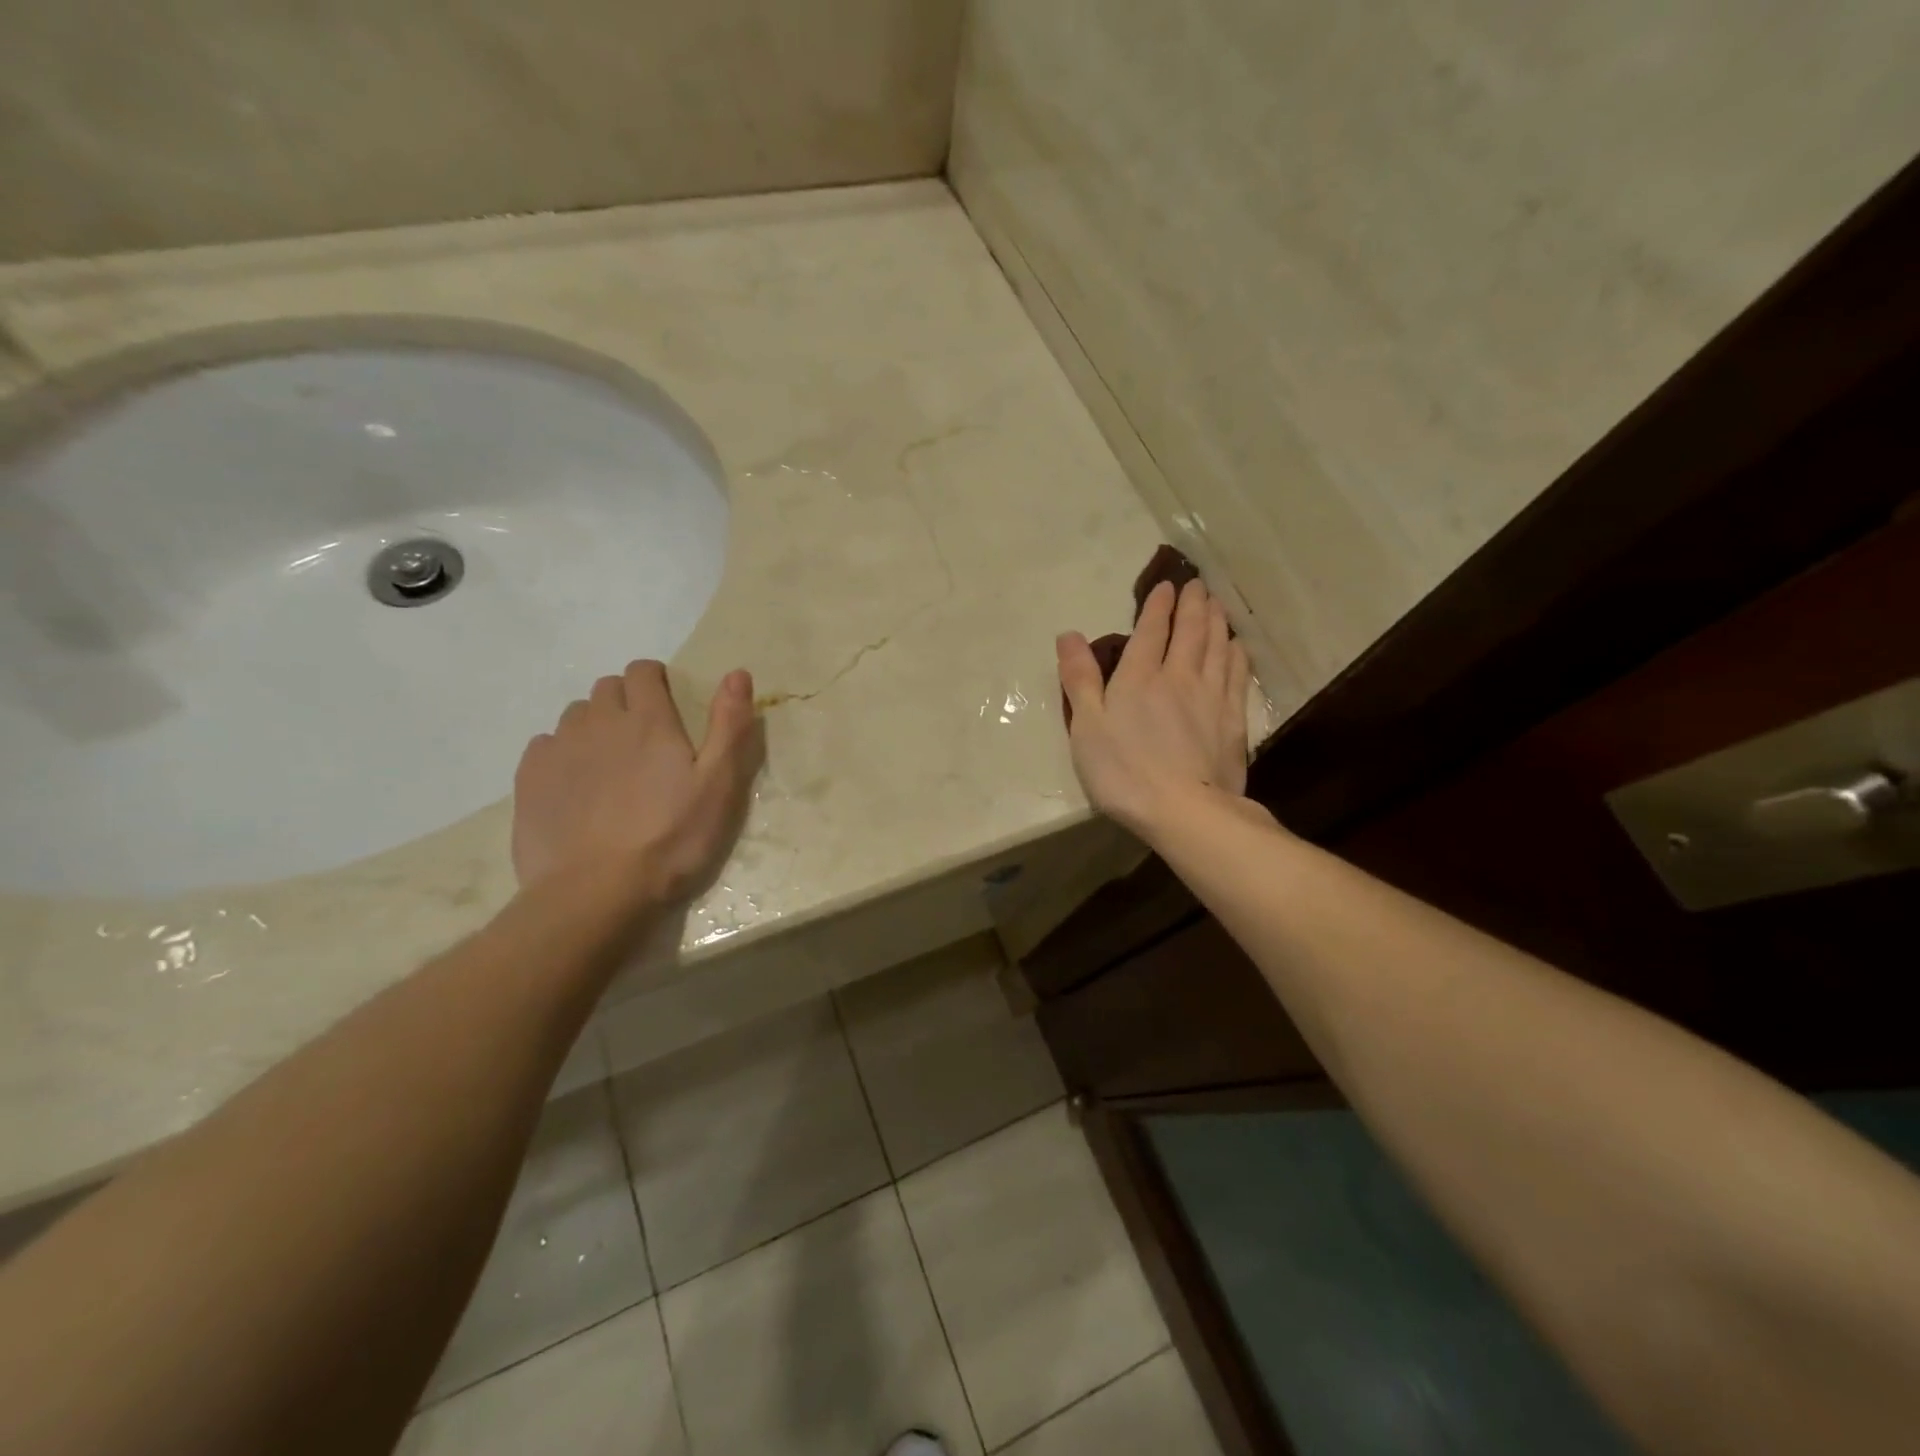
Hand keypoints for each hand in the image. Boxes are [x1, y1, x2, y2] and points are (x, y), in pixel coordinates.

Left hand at [512, 662, 763, 904]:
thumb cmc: (670, 839)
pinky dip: (563, 753)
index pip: (643, 672)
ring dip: (595, 726)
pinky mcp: (530, 778)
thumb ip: (729, 726)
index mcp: (648, 720)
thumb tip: (737, 673)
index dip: (656, 680)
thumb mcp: (719, 786)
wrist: (595, 892)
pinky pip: (546, 745)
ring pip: (576, 715)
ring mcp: (559, 749)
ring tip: (611, 765)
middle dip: (626, 700)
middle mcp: (599, 722)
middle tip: (644, 740)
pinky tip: (577, 786)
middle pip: (608, 688)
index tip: (668, 705)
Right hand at [1057, 579, 1251, 840]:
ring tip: (1217, 604)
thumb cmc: (1123, 771)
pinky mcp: (1233, 720)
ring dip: (1217, 621)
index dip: (1158, 605)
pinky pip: (1237, 675)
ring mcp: (1211, 697)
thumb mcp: (1086, 727)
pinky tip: (1237, 647)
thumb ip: (1079, 679)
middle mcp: (1179, 676)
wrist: (1184, 810)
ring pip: (1217, 647)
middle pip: (1190, 631)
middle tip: (1197, 585)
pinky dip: (1236, 655)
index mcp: (1139, 677)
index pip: (1151, 630)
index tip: (1166, 586)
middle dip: (1193, 604)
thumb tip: (1069, 635)